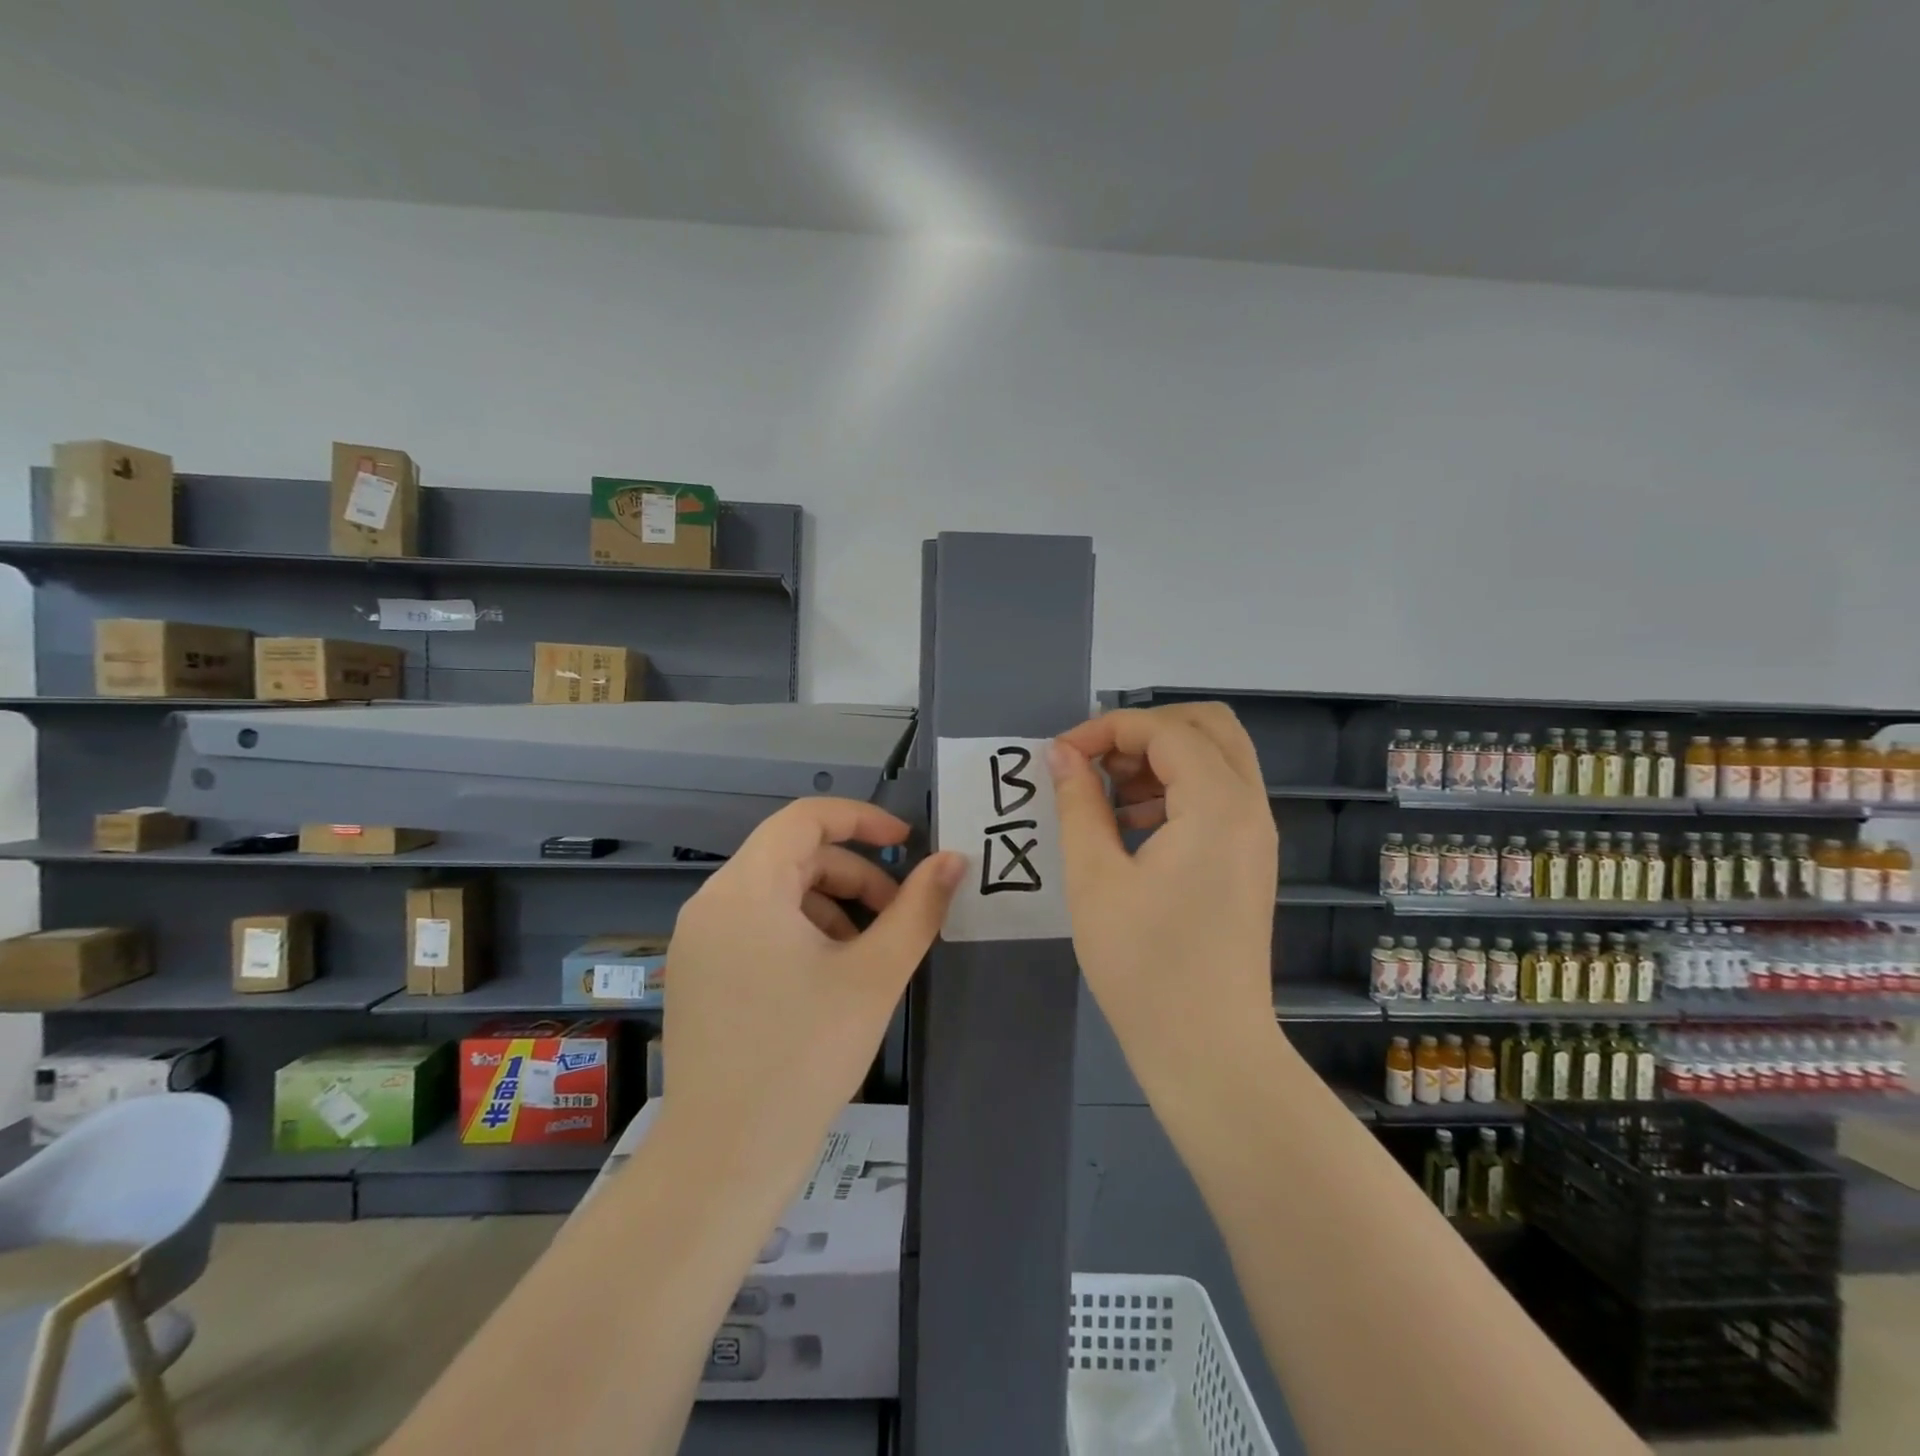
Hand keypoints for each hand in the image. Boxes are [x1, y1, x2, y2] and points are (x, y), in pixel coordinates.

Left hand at [659, 798, 963, 1186]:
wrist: (725, 1159)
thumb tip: (954, 859)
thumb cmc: (805, 1056)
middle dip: (854, 875)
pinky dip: (799, 930)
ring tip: (866, 956)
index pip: (805, 818)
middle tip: (896, 916)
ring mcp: (697, 939)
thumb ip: (919, 907)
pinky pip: (755, 924)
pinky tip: (827, 977)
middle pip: (793, 856)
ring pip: (777, 892)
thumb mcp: (875, 975)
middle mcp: (712, 901)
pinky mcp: (697, 972)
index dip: (862, 819)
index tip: (907, 842)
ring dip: (830, 905)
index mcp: (747, 889)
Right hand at [1048, 705, 1279, 1088]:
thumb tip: (1060, 753)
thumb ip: (1078, 803)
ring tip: (1108, 795)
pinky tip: (1132, 825)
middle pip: (1208, 726)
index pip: (1165, 730)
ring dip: (1161, 757)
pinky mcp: (1250, 858)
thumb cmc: (1143, 965)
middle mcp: (1250, 808)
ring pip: (1217, 757)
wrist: (1208, 1049)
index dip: (1106, 729)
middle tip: (1097, 762)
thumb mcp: (1094, 878)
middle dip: (1145, 730)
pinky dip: (1177, 788)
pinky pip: (1219, 794)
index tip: (1060, 756)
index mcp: (1217, 806)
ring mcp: (1256, 834)